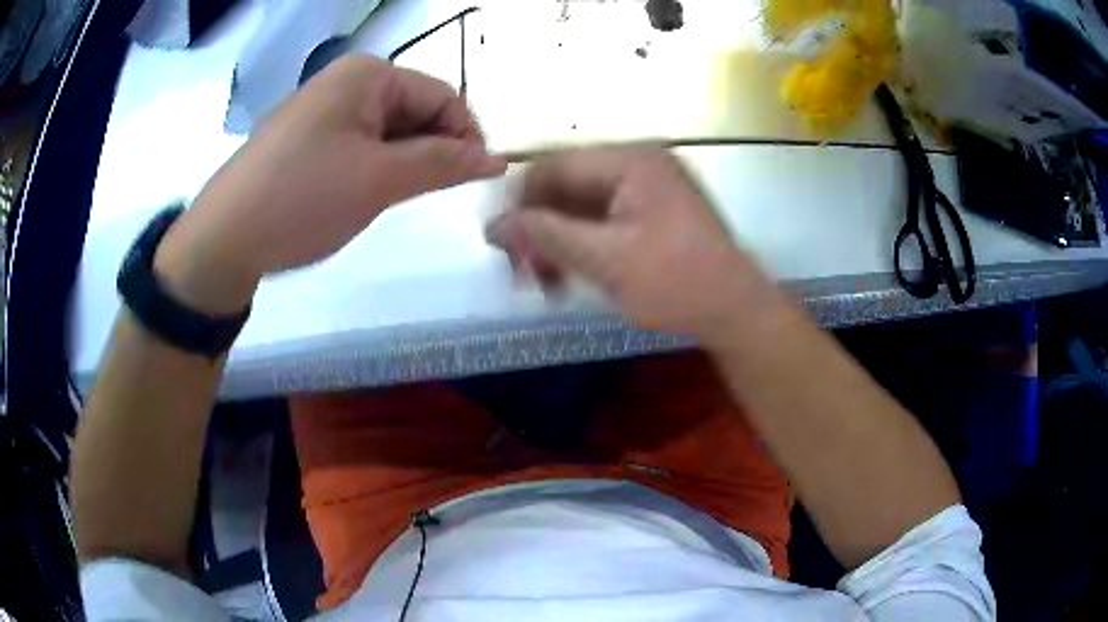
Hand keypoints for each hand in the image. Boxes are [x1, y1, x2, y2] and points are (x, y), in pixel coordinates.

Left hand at [154, 55, 505, 313]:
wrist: (222, 239)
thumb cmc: (302, 199)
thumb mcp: (380, 180)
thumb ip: (444, 163)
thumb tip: (498, 159)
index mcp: (368, 74)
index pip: (443, 95)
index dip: (466, 135)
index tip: (475, 181)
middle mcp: (346, 80)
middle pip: (415, 109)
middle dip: (431, 149)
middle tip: (429, 195)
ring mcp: (323, 108)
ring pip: (387, 130)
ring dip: (402, 162)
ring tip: (390, 198)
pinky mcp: (306, 136)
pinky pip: (359, 143)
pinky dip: (374, 167)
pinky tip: (362, 194)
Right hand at [486, 148, 773, 348]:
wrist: (737, 312)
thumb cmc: (677, 284)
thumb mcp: (605, 260)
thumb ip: (545, 236)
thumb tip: (492, 224)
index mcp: (631, 161)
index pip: (554, 166)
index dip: (520, 201)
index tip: (500, 243)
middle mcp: (638, 164)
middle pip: (566, 186)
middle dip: (538, 230)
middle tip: (521, 274)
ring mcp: (647, 189)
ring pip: (580, 208)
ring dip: (556, 243)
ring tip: (544, 285)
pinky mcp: (652, 214)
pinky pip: (602, 222)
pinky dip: (581, 248)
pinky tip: (568, 279)